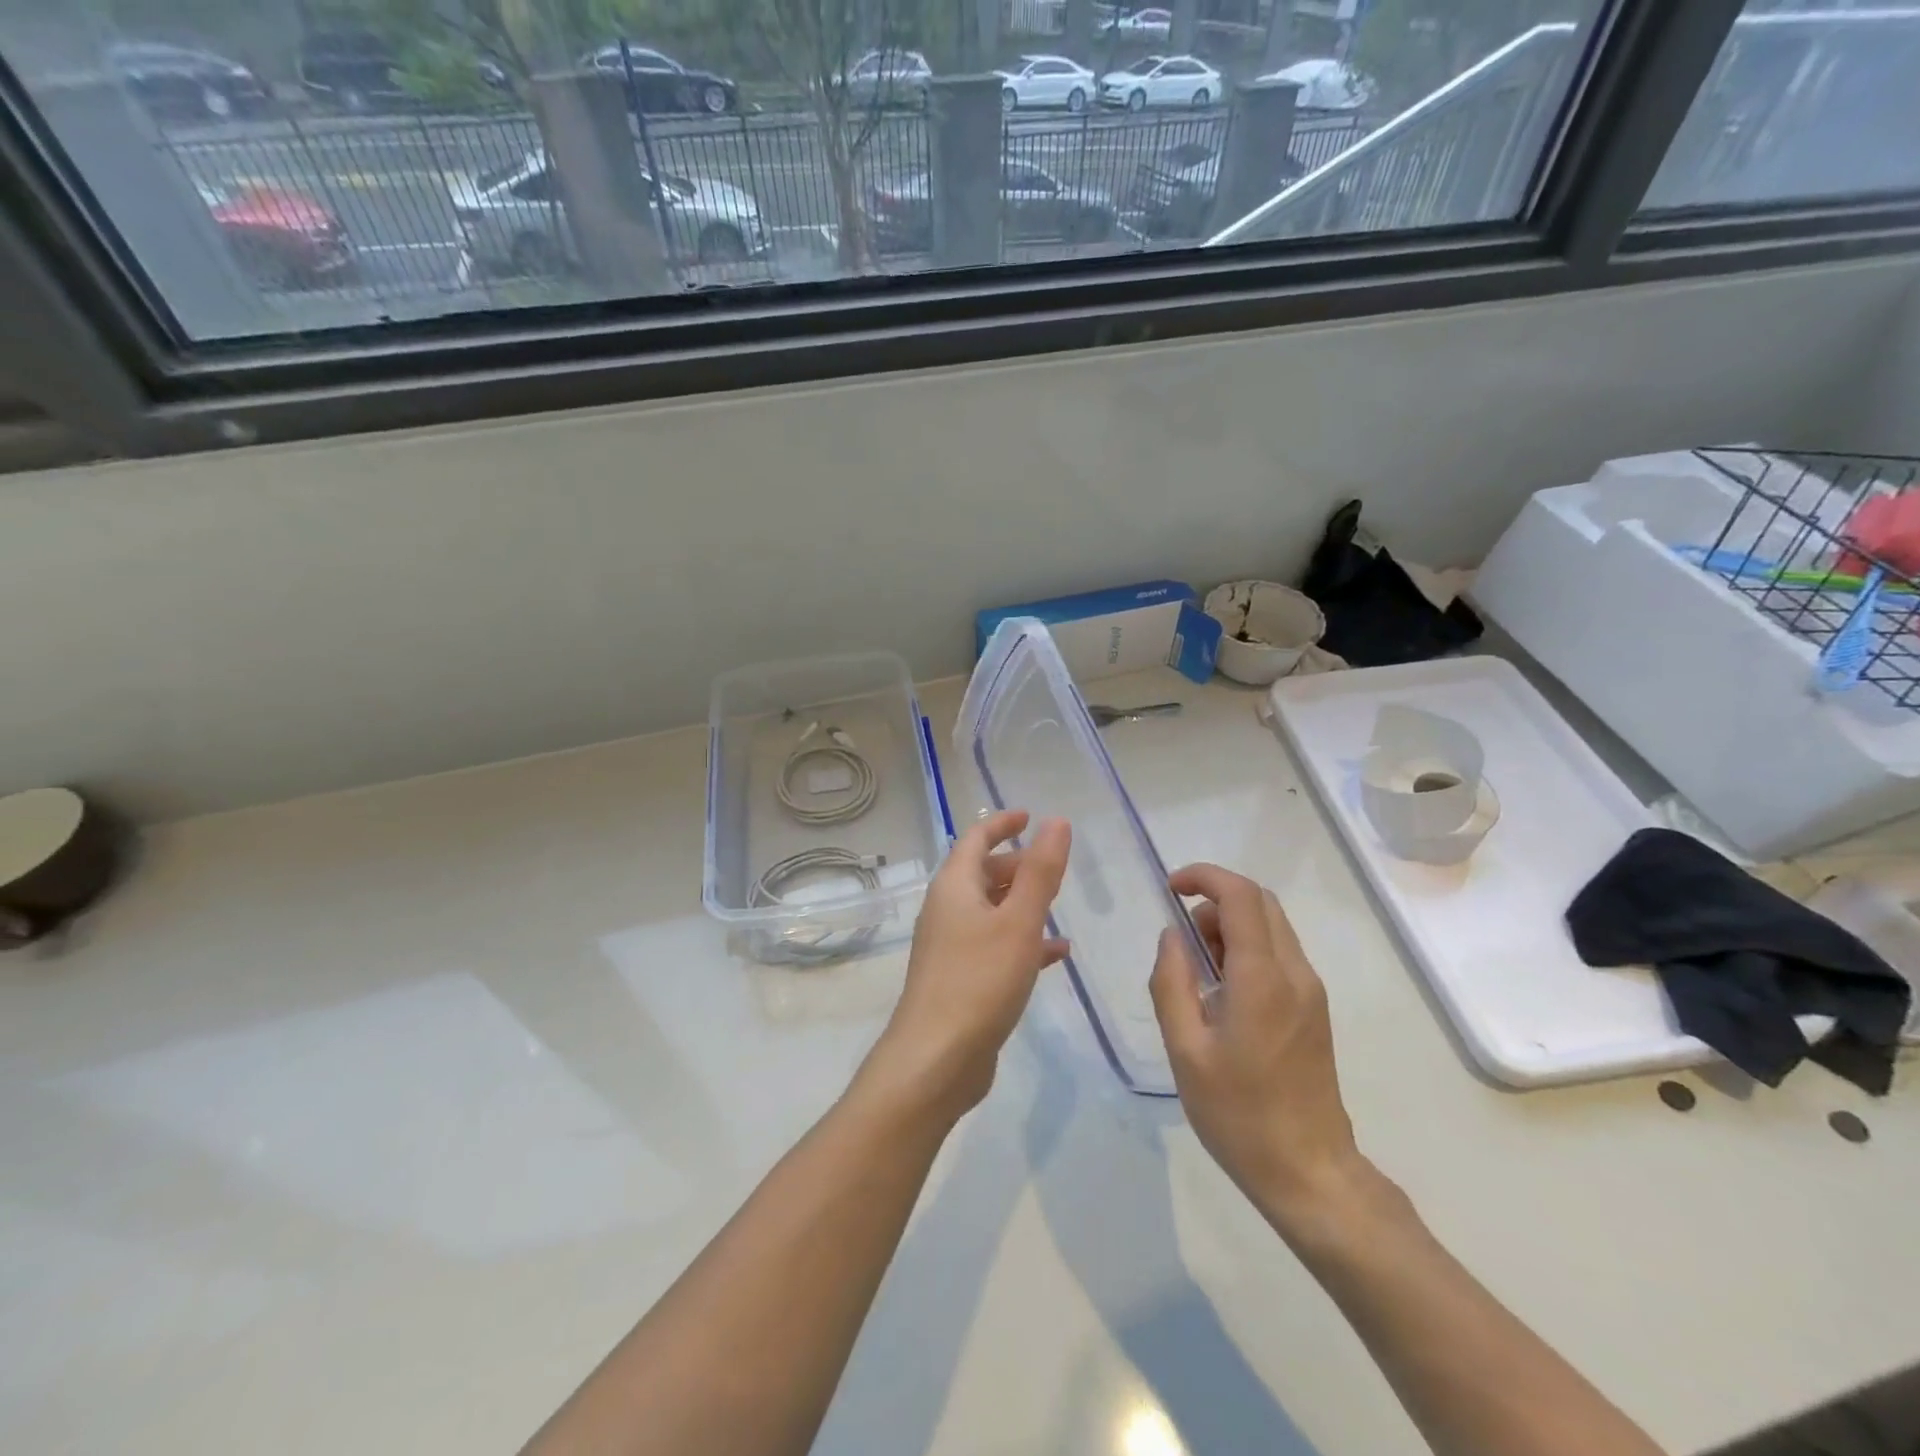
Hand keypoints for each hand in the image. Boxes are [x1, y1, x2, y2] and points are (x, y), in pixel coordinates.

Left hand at [861, 810, 1071, 1123]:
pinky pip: (995, 945)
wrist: (936, 1060)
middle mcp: (947, 910)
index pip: (975, 839)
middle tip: (1054, 866)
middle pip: (983, 873)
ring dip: (1022, 904)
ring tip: (1060, 906)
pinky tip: (1056, 955)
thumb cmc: (979, 981)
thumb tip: (1057, 822)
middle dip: (1017, 865)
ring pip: (991, 911)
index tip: (1030, 816)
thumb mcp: (1019, 921)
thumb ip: (1041, 872)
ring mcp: (951, 946)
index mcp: (954, 887)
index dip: (1002, 823)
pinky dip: (1023, 941)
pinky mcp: (961, 979)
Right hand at [1150, 863, 1363, 1231]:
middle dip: (1215, 899)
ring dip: (1231, 925)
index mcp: (1263, 979)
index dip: (1204, 877)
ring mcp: (1311, 991)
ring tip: (1197, 970)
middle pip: (1261, 902)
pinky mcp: (1314, 1009)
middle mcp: (1295, 973)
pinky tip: (1222, 991)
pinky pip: (1279, 954)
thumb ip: (1172, 982)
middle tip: (1182, 937)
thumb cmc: (1239, 1114)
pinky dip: (1246, 948)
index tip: (1170, 888)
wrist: (1310, 1172)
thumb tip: (1172, 936)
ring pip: (1272, 926)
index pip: (1241, 896)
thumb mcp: (1185, 1050)